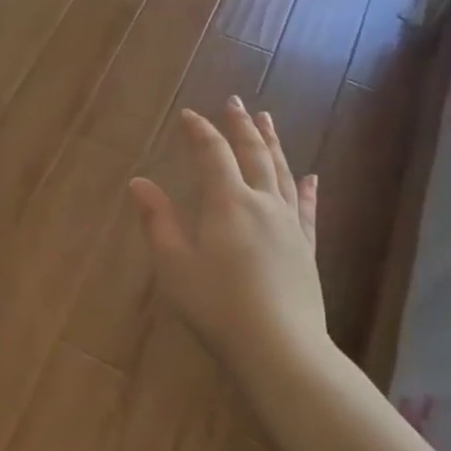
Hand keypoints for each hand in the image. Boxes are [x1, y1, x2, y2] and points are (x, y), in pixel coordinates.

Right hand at [128, 98, 331, 383]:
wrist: (280, 349)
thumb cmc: (216, 306)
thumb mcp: (174, 264)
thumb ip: (157, 220)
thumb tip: (139, 182)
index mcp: (227, 203)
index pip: (212, 154)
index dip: (199, 131)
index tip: (188, 114)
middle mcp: (262, 204)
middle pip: (253, 154)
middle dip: (241, 125)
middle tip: (235, 101)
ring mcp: (289, 225)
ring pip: (282, 173)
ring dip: (273, 144)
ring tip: (268, 121)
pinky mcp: (306, 248)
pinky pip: (307, 209)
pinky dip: (307, 189)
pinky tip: (311, 177)